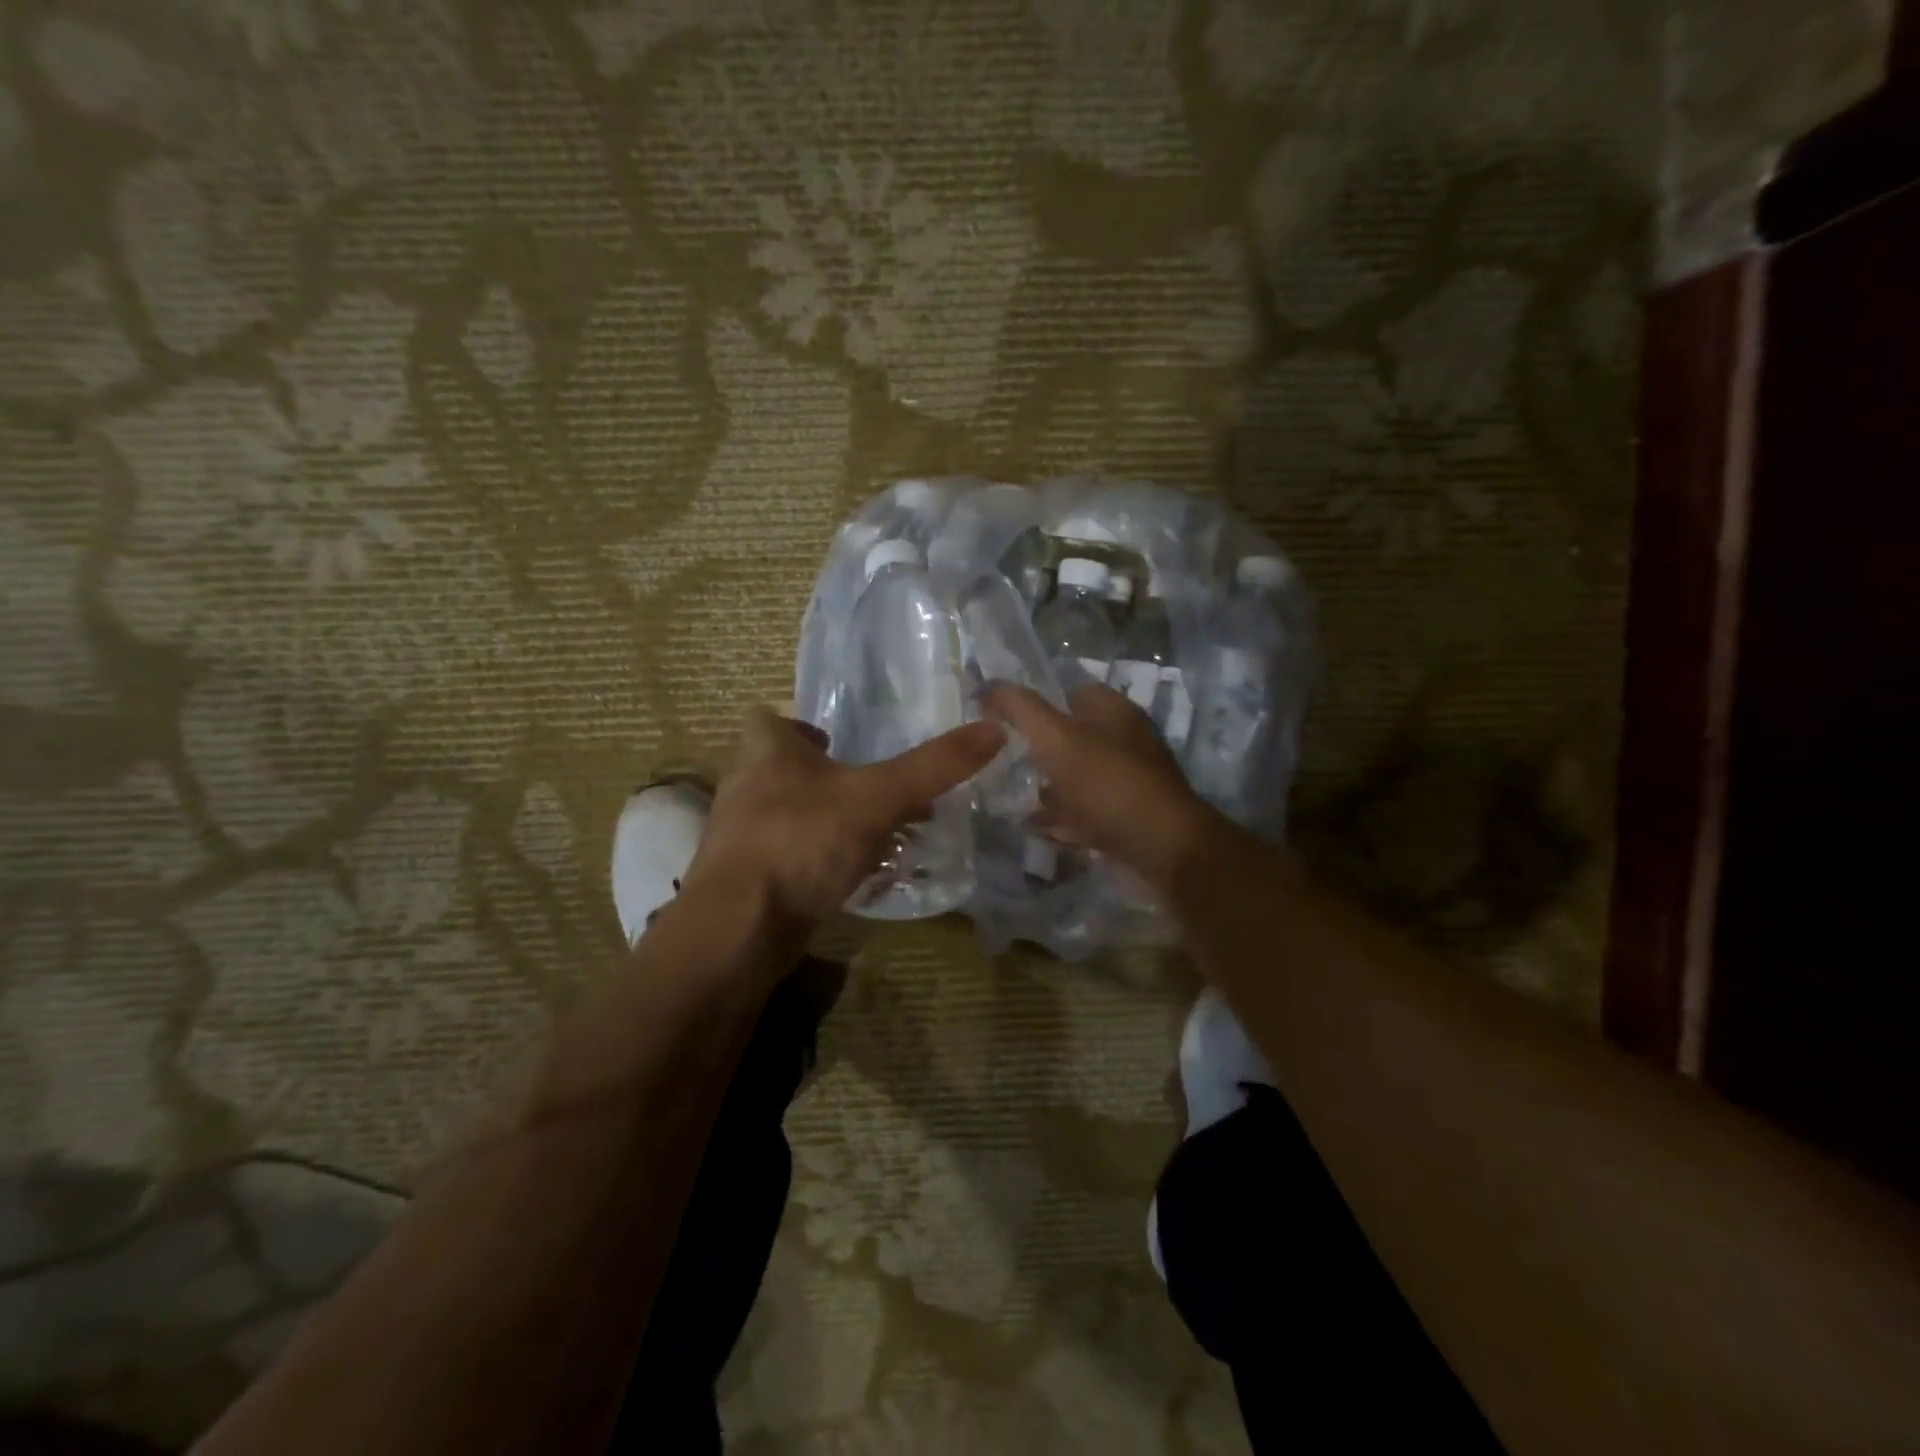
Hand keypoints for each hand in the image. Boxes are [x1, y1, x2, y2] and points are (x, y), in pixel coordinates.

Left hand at [684, 706, 1003, 927]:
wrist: (738, 931)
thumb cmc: (802, 842)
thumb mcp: (878, 798)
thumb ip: (934, 767)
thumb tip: (995, 729)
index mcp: (765, 752)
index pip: (768, 720)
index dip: (799, 727)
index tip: (834, 743)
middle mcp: (744, 787)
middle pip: (779, 770)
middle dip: (822, 778)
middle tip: (868, 791)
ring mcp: (738, 838)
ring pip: (785, 816)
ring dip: (822, 821)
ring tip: (868, 835)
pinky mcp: (742, 881)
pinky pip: (785, 858)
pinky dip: (814, 862)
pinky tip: (847, 879)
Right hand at [980, 682, 1223, 896]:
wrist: (1162, 852)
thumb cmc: (1108, 786)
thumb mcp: (1057, 739)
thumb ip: (1021, 710)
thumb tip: (986, 686)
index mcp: (1114, 712)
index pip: (1070, 692)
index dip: (1035, 702)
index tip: (999, 720)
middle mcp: (1124, 742)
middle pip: (1071, 738)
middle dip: (1037, 749)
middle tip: (1000, 761)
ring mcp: (1126, 783)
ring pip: (1076, 778)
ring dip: (1047, 788)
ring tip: (1010, 797)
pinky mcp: (1125, 819)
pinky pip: (1084, 813)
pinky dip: (1061, 819)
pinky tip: (1036, 829)